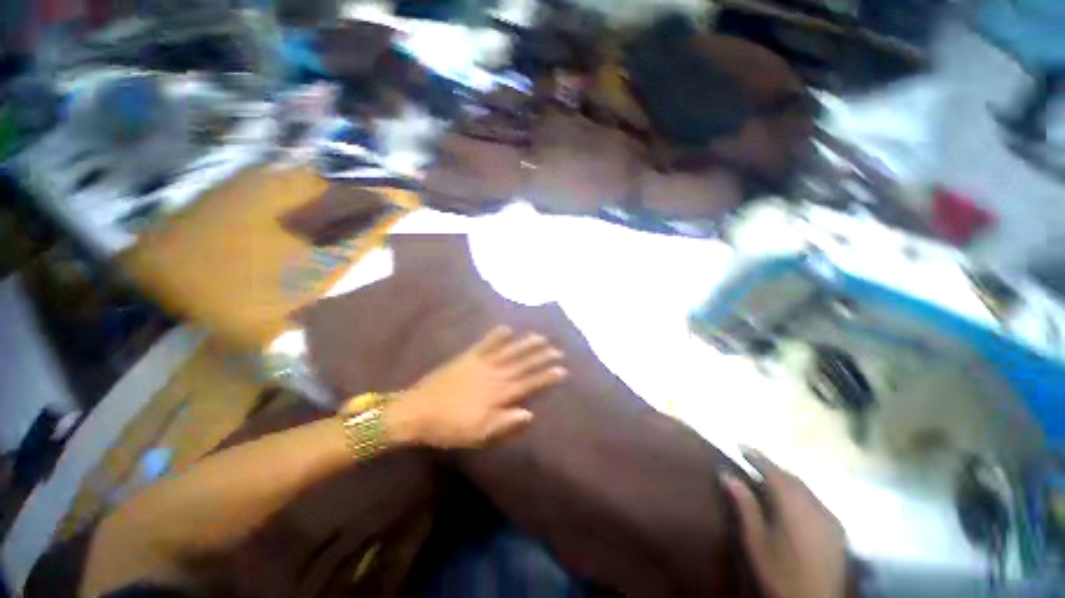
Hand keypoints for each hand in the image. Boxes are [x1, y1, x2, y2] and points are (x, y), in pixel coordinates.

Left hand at [386, 326, 566, 448]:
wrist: (418, 411)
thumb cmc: (449, 427)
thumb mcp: (478, 434)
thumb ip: (504, 423)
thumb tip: (530, 413)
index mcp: (497, 395)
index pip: (527, 384)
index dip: (545, 377)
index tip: (561, 369)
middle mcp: (493, 376)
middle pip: (521, 365)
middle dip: (540, 357)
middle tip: (557, 350)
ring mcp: (480, 364)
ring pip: (508, 352)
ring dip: (525, 345)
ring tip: (540, 337)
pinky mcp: (467, 358)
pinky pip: (485, 344)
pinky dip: (495, 336)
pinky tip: (506, 328)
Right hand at [722, 450, 847, 597]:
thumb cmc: (781, 574)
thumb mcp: (756, 542)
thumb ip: (745, 506)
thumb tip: (727, 474)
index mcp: (794, 506)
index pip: (774, 472)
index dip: (757, 457)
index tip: (740, 445)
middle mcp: (815, 506)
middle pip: (791, 477)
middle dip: (771, 466)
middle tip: (752, 460)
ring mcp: (830, 517)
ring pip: (805, 488)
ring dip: (786, 479)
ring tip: (768, 477)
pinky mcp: (837, 530)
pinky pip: (815, 500)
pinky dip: (799, 493)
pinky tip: (791, 501)